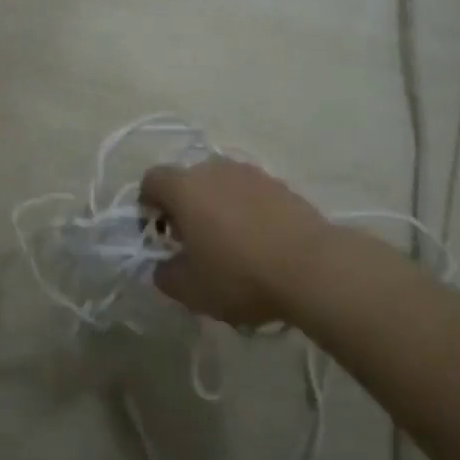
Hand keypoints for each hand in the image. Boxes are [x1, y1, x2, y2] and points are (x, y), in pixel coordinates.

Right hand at [140, 159, 333, 326]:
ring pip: (220, 185)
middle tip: (192, 243)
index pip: (152, 180)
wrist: (312, 267)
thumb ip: (165, 275)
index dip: (148, 204)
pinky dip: (246, 211)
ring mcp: (250, 173)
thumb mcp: (191, 290)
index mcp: (184, 187)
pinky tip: (259, 243)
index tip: (158, 233)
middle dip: (184, 207)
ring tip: (229, 244)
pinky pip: (250, 193)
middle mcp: (214, 169)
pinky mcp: (280, 184)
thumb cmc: (240, 275)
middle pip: (187, 180)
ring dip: (216, 207)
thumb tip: (163, 266)